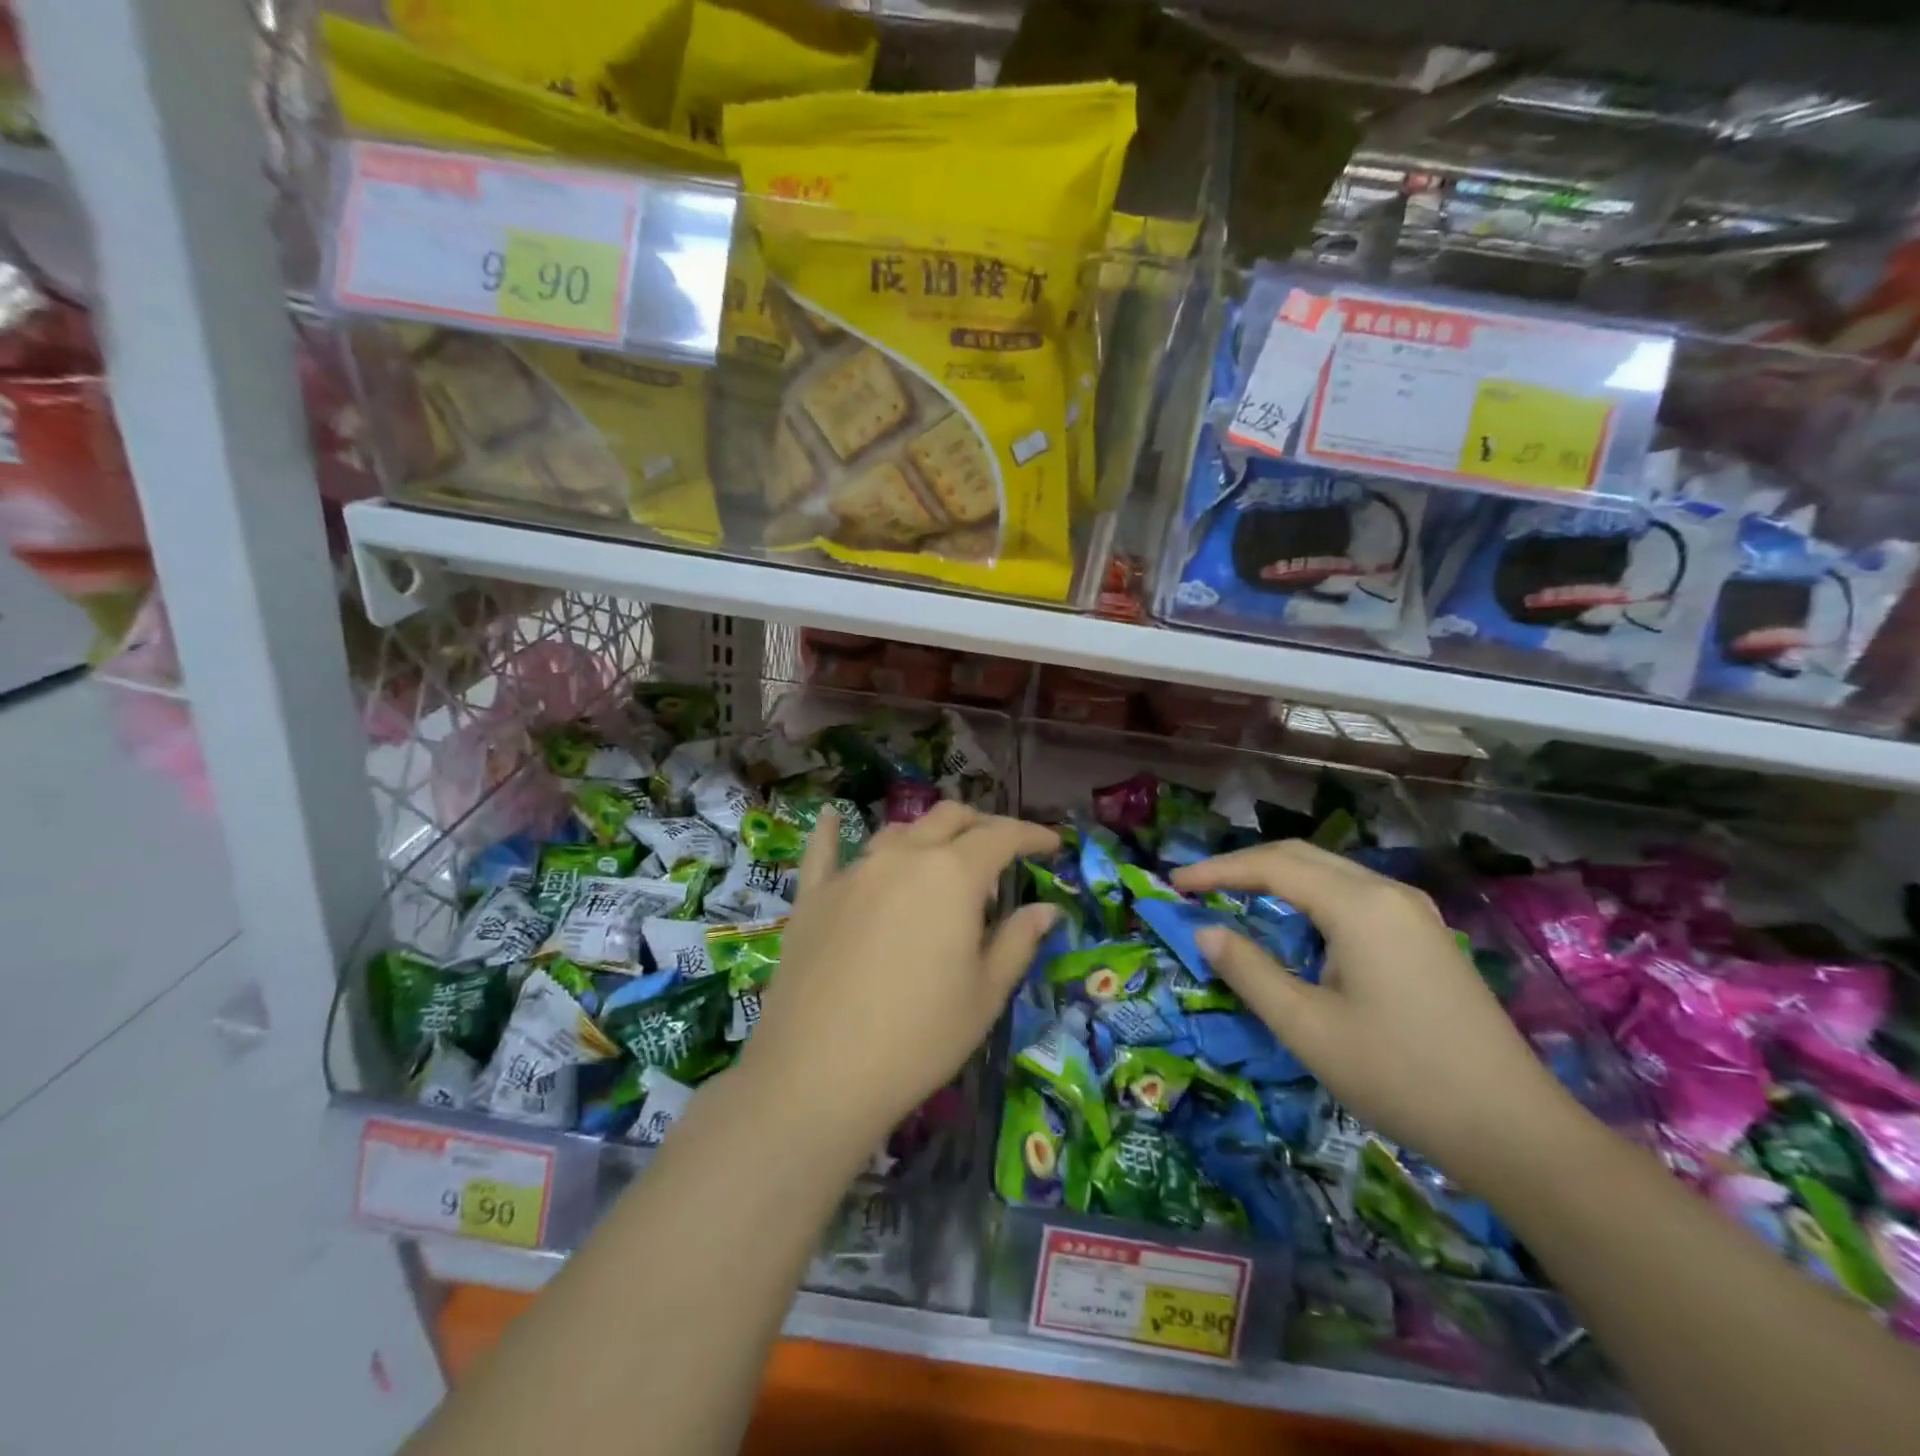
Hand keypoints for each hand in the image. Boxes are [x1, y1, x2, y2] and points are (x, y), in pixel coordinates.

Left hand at [738, 802, 1059, 1161]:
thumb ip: (1018, 941)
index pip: (1001, 836)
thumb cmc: (919, 1037)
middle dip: (982, 825)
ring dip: (928, 834)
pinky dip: (830, 830)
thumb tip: (1046, 909)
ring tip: (942, 858)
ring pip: (897, 831)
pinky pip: (822, 851)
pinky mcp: (813, 895)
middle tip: (1002, 849)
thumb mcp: (985, 995)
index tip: (1051, 843)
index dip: (1031, 834)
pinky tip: (828, 816)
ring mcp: (853, 872)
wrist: (819, 1073)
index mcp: (953, 874)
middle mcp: (902, 857)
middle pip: (949, 818)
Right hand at [1172, 840, 1580, 1191]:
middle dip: (1244, 866)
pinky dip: (1309, 897)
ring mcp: (1414, 912)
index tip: (1174, 883)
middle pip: (1301, 856)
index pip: (1271, 866)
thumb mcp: (1307, 1026)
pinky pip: (1353, 895)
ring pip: (1329, 872)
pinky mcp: (1425, 935)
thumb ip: (1249, 970)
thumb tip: (1205, 930)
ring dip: (1277, 878)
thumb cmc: (1400, 1075)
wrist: (1515, 1130)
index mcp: (1359, 906)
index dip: (1217, 871)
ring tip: (1234, 899)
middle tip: (1198, 886)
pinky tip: (1295, 925)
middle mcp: (1388, 892)